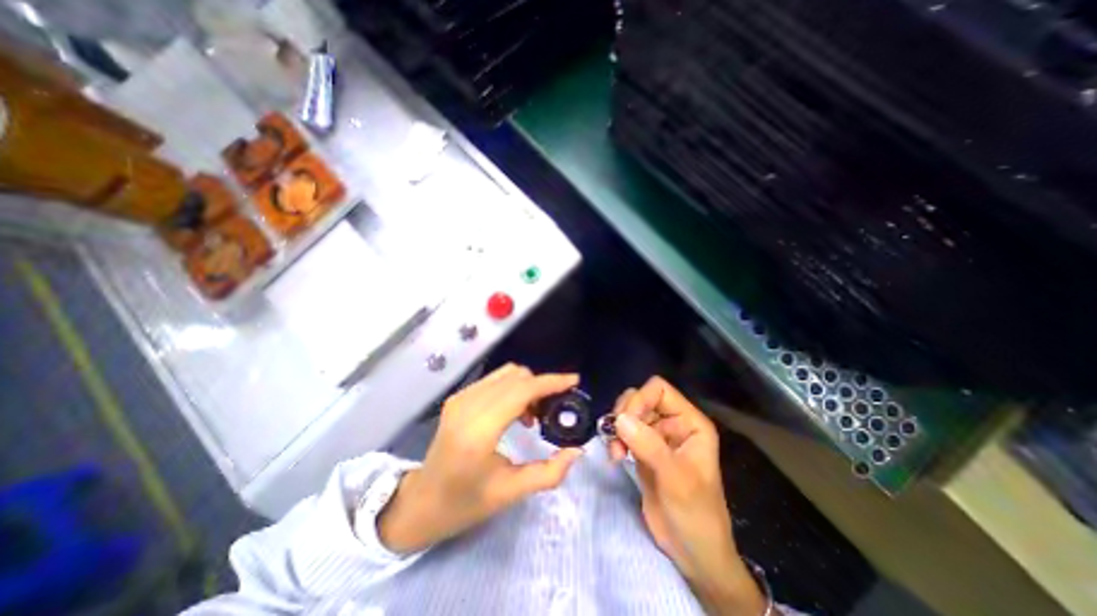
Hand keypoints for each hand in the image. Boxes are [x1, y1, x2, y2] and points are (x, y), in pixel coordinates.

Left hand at [377, 366, 581, 552]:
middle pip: (516, 376)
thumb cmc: (465, 503)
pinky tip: (515, 411)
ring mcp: (460, 397)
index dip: (551, 382)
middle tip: (552, 410)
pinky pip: (495, 380)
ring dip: (527, 386)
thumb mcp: (510, 492)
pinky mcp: (458, 397)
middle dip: (541, 386)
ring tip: (533, 414)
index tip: (573, 381)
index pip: (522, 390)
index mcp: (479, 431)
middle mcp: (468, 405)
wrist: (421, 502)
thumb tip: (577, 451)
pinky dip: (513, 388)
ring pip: (506, 373)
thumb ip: (549, 473)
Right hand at [615, 374, 764, 615]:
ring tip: (615, 451)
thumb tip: (620, 418)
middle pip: (641, 398)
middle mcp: (673, 423)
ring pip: (629, 413)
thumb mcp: (676, 480)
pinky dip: (615, 438)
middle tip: (617, 438)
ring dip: (617, 427)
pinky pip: (624, 431)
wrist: (693, 553)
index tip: (626, 423)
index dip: (640, 400)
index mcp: (689, 422)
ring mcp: (657, 436)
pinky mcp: (643, 449)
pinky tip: (615, 455)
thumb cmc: (696, 515)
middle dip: (625, 414)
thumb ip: (649, 446)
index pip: (659, 390)